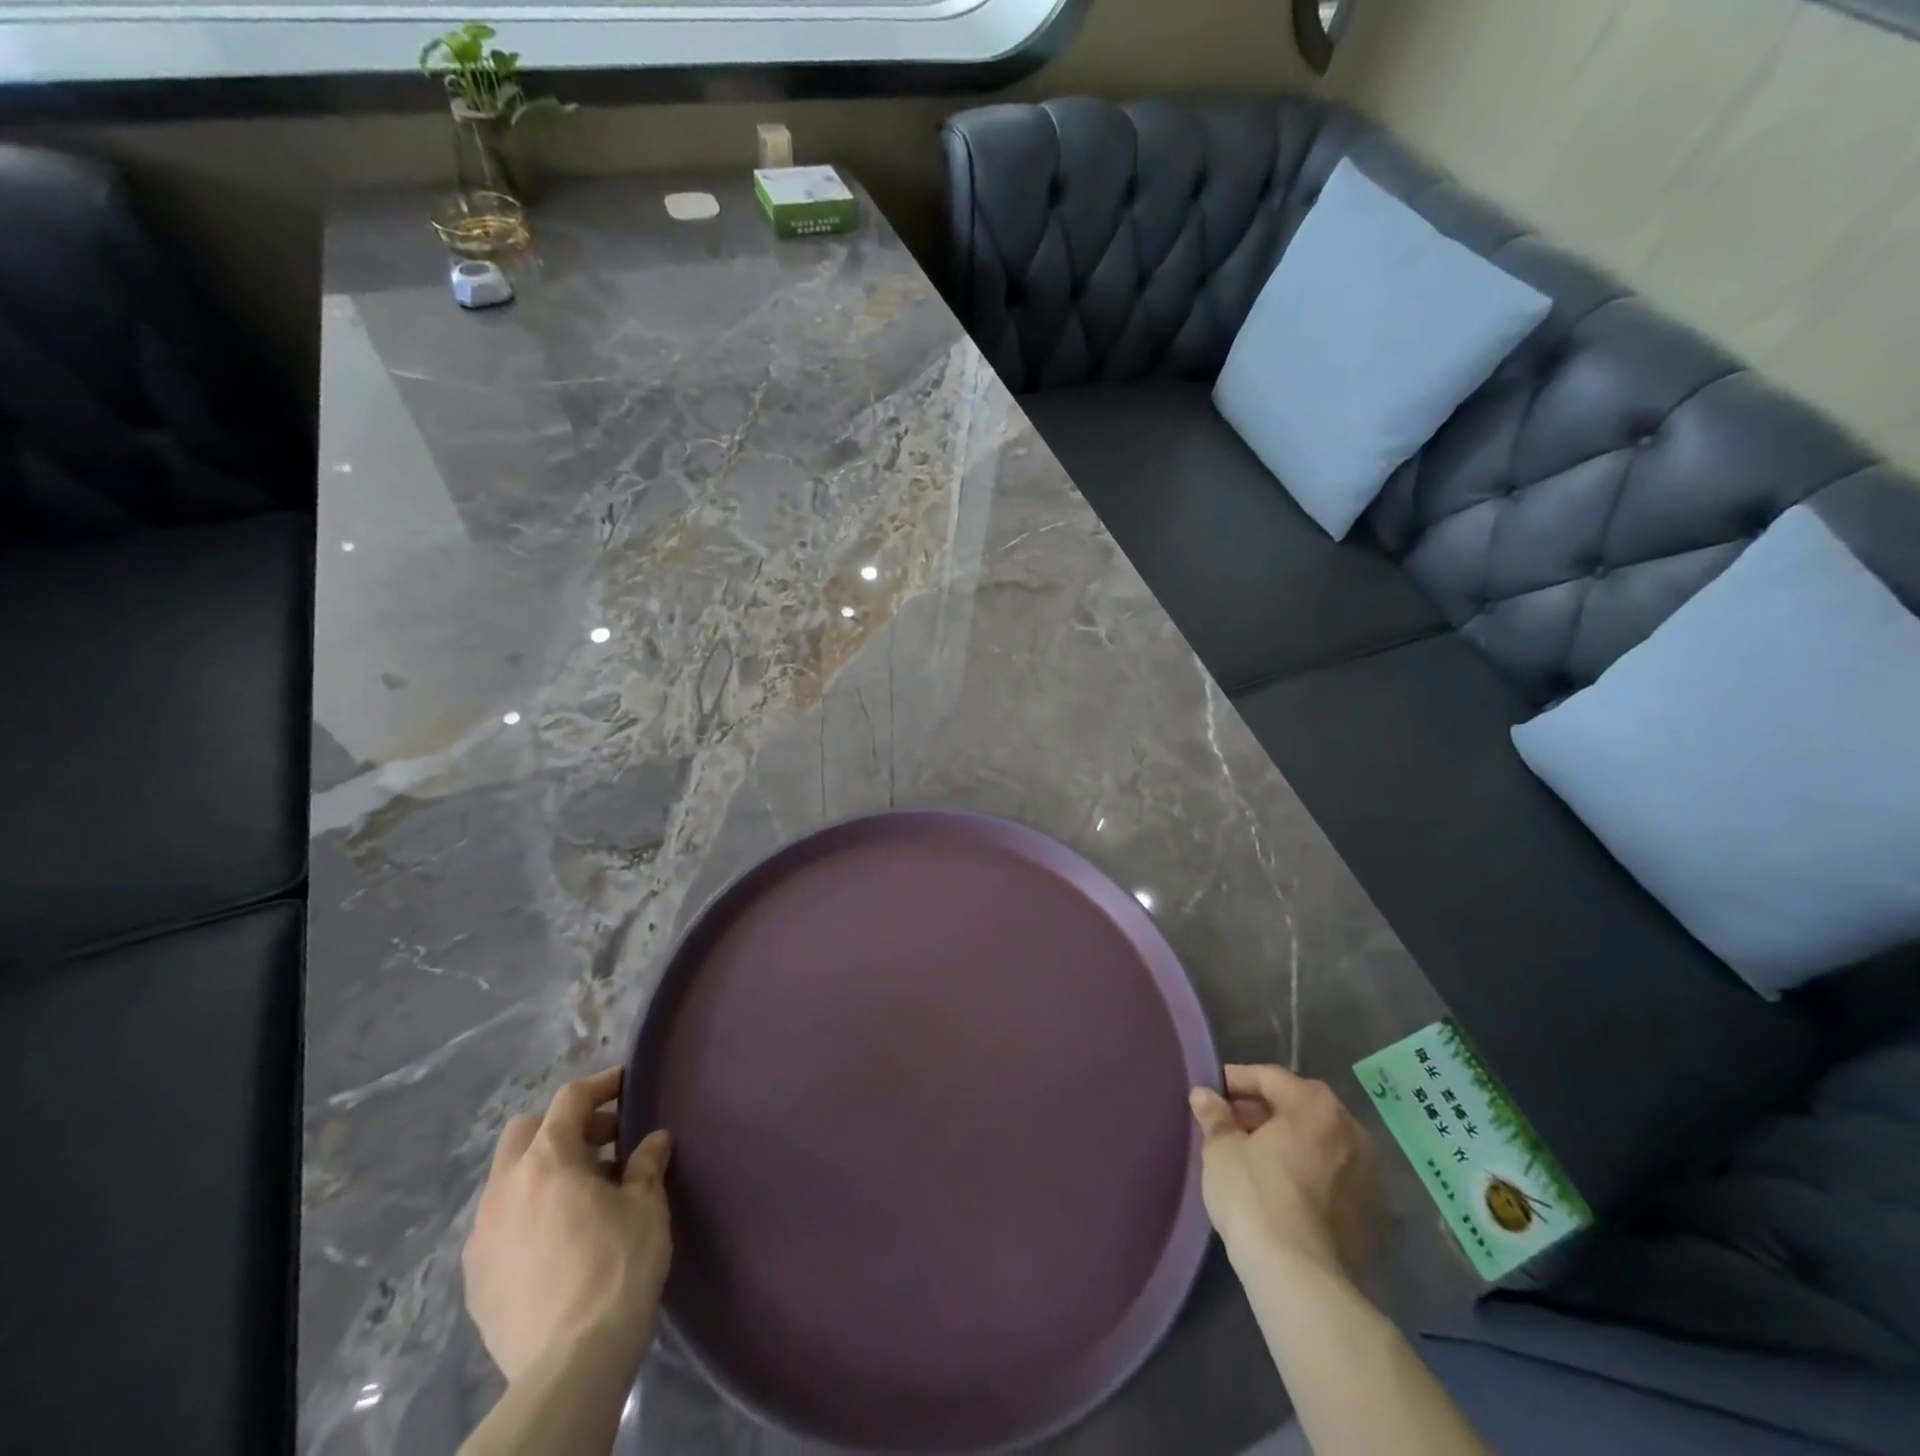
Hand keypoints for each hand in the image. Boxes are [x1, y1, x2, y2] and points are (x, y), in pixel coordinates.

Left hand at [463, 1066, 672, 1385]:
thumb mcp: (646, 1206)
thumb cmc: (617, 1267)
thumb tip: (653, 1141)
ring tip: (583, 1194)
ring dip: (543, 1171)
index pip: (569, 1101)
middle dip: (563, 1126)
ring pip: (508, 1179)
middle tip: (603, 1142)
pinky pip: (500, 1224)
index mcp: (546, 1162)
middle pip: (525, 1132)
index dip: (600, 1086)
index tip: (626, 1084)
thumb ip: (646, 1164)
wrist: (570, 1365)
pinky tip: (558, 1239)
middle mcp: (504, 1189)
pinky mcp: (474, 1279)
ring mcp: (481, 1237)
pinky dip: (527, 1212)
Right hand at [1189, 1064, 1377, 1279]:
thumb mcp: (1221, 1149)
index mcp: (1315, 1105)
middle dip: (1263, 1111)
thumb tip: (1204, 1096)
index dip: (1236, 1081)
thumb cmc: (1255, 1197)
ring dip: (1287, 1141)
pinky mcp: (1372, 1213)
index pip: (1269, 1077)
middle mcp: (1351, 1130)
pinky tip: (1281, 1186)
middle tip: (1230, 1124)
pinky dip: (1307, 1170)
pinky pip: (1331, 1174)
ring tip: (1253, 1155)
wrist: (1301, 1280)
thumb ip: (1214, 1116)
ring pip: (1317, 1141)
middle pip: (1298, 1106)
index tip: (1212, 1093)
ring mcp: (1368, 1173)